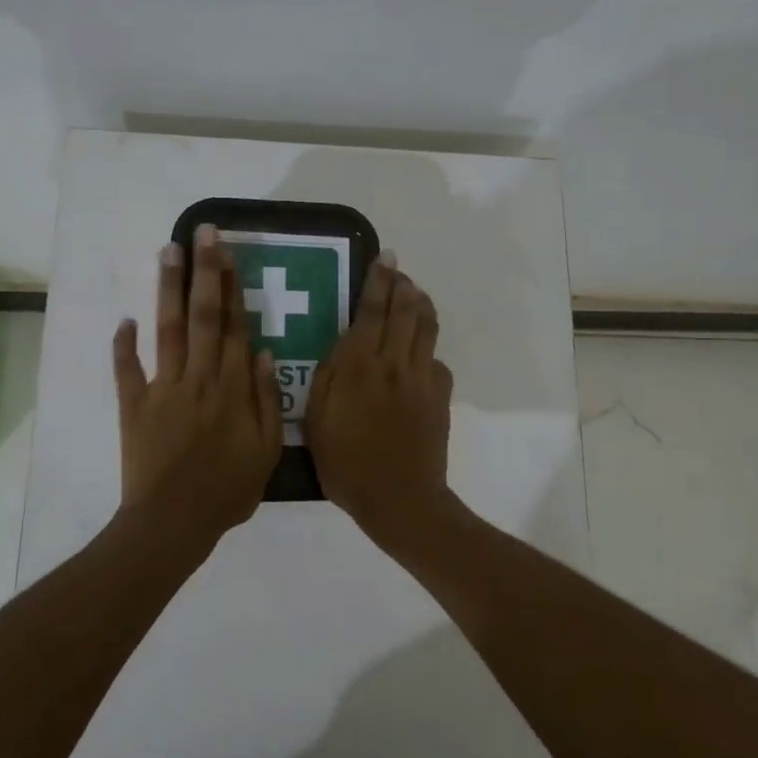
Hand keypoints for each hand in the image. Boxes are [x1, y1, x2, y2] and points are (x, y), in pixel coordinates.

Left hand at [112, 225, 283, 559]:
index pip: (235, 327)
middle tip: (201, 232)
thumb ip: (266, 399)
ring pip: (168, 330)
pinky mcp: (134, 405)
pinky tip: (124, 319)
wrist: (174, 521)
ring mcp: (163, 388)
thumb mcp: (266, 450)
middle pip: (203, 316)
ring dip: (168, 289)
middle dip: (203, 271)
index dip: (233, 287)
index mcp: (232, 388)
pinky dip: (123, 344)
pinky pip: (127, 370)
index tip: (229, 252)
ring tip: (167, 251)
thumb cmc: (228, 490)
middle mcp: (199, 378)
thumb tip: (263, 352)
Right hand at [305, 255, 454, 539]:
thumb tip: (343, 343)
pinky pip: (436, 360)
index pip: (372, 311)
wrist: (399, 498)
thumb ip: (328, 376)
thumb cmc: (346, 463)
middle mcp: (394, 363)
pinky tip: (420, 351)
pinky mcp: (440, 396)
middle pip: (405, 310)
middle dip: (401, 284)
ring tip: (414, 294)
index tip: (384, 258)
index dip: (379, 281)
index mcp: (359, 366)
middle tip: (397, 269)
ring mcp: (422, 378)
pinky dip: (428, 347)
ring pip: (427, 328)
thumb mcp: (317, 419)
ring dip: (421, 304)